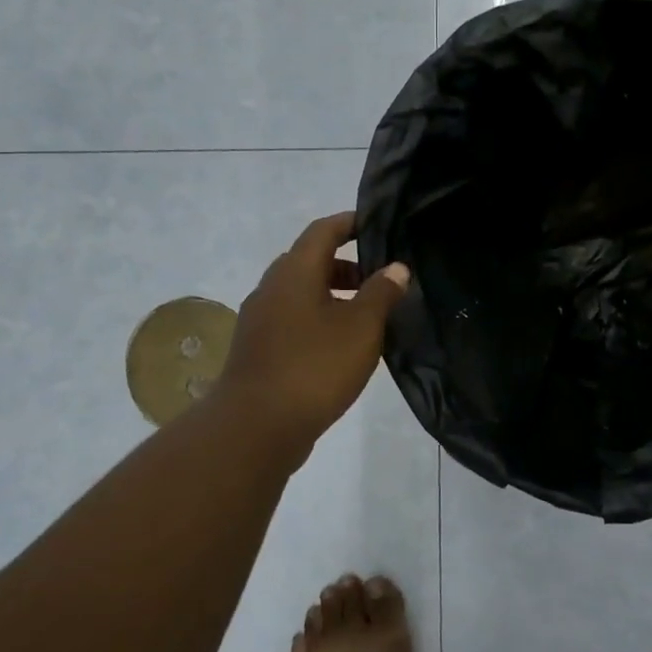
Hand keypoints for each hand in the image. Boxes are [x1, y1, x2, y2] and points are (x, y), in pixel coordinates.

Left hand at [215, 212, 409, 452]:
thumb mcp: (361, 328)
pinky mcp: (258, 349)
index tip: (378, 226)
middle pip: (310, 261)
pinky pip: (293, 319)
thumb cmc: (314, 367)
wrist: (255, 428)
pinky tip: (342, 346)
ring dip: (333, 295)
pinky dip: (319, 319)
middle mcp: (271, 288)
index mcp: (294, 272)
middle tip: (381, 278)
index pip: (323, 230)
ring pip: (301, 293)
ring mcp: (260, 320)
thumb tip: (395, 267)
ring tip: (368, 316)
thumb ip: (381, 293)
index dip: (350, 223)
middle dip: (346, 264)